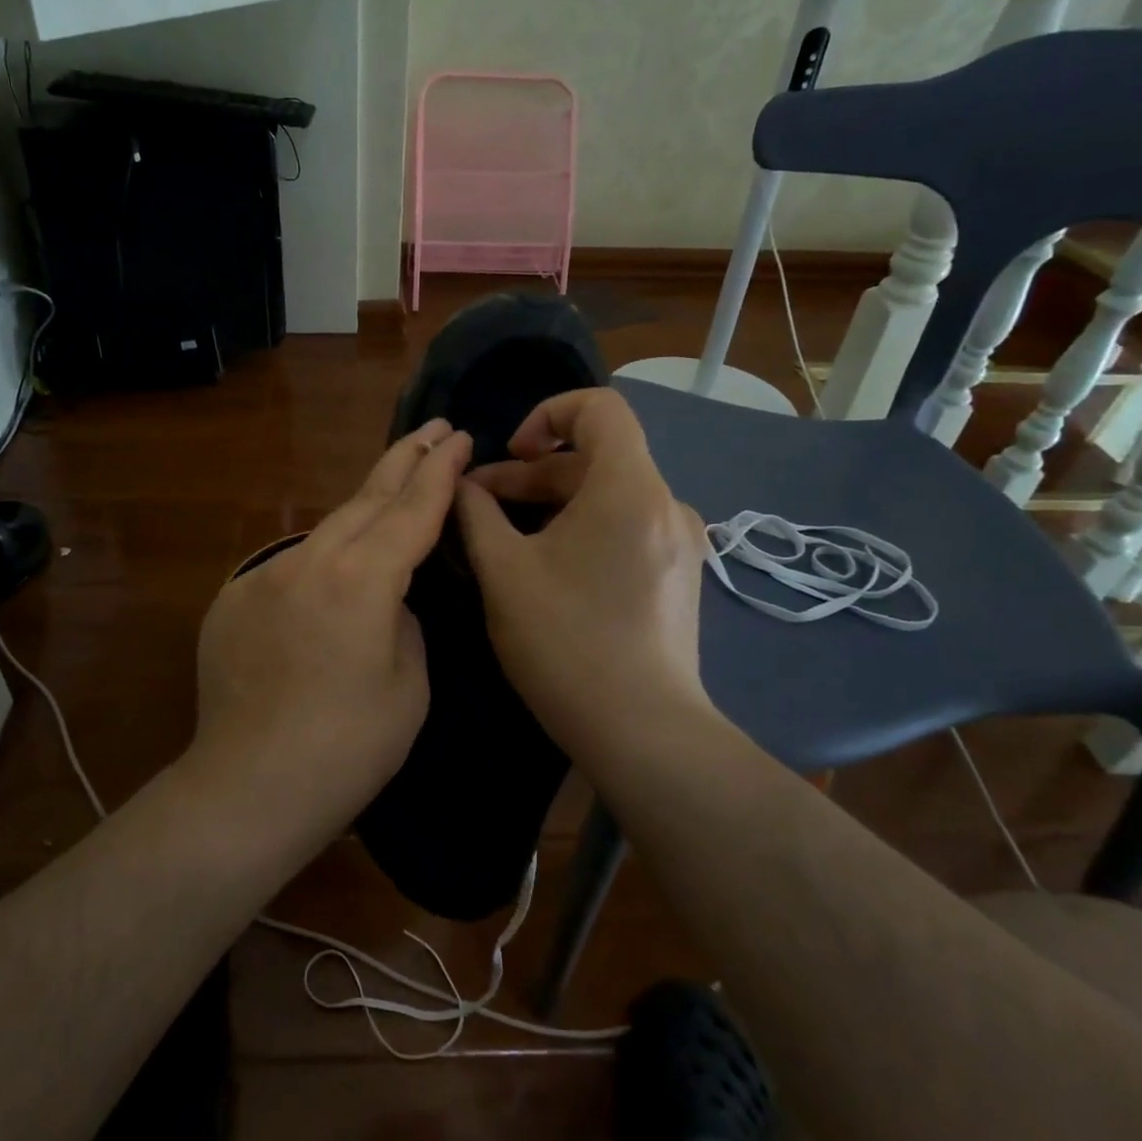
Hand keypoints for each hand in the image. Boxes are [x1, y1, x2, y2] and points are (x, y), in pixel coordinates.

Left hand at [188, 419, 473, 848]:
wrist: (248, 789)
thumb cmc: (348, 748)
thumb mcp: (409, 682)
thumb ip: (403, 619)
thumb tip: (386, 598)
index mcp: (362, 579)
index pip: (412, 509)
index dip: (440, 471)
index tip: (458, 436)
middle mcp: (309, 561)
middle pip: (365, 498)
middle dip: (404, 460)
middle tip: (433, 430)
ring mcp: (264, 576)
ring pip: (326, 530)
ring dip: (362, 513)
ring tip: (391, 499)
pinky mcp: (232, 599)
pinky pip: (291, 568)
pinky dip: (320, 565)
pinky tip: (329, 589)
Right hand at [454, 389, 719, 764]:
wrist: (643, 733)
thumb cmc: (566, 643)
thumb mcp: (504, 572)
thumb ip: (476, 514)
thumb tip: (461, 484)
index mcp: (629, 488)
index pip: (600, 407)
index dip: (547, 413)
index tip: (510, 454)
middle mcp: (666, 503)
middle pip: (596, 457)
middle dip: (532, 472)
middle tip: (480, 505)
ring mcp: (680, 542)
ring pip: (609, 495)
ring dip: (553, 503)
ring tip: (504, 537)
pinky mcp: (679, 574)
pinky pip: (626, 527)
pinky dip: (583, 528)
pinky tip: (548, 566)